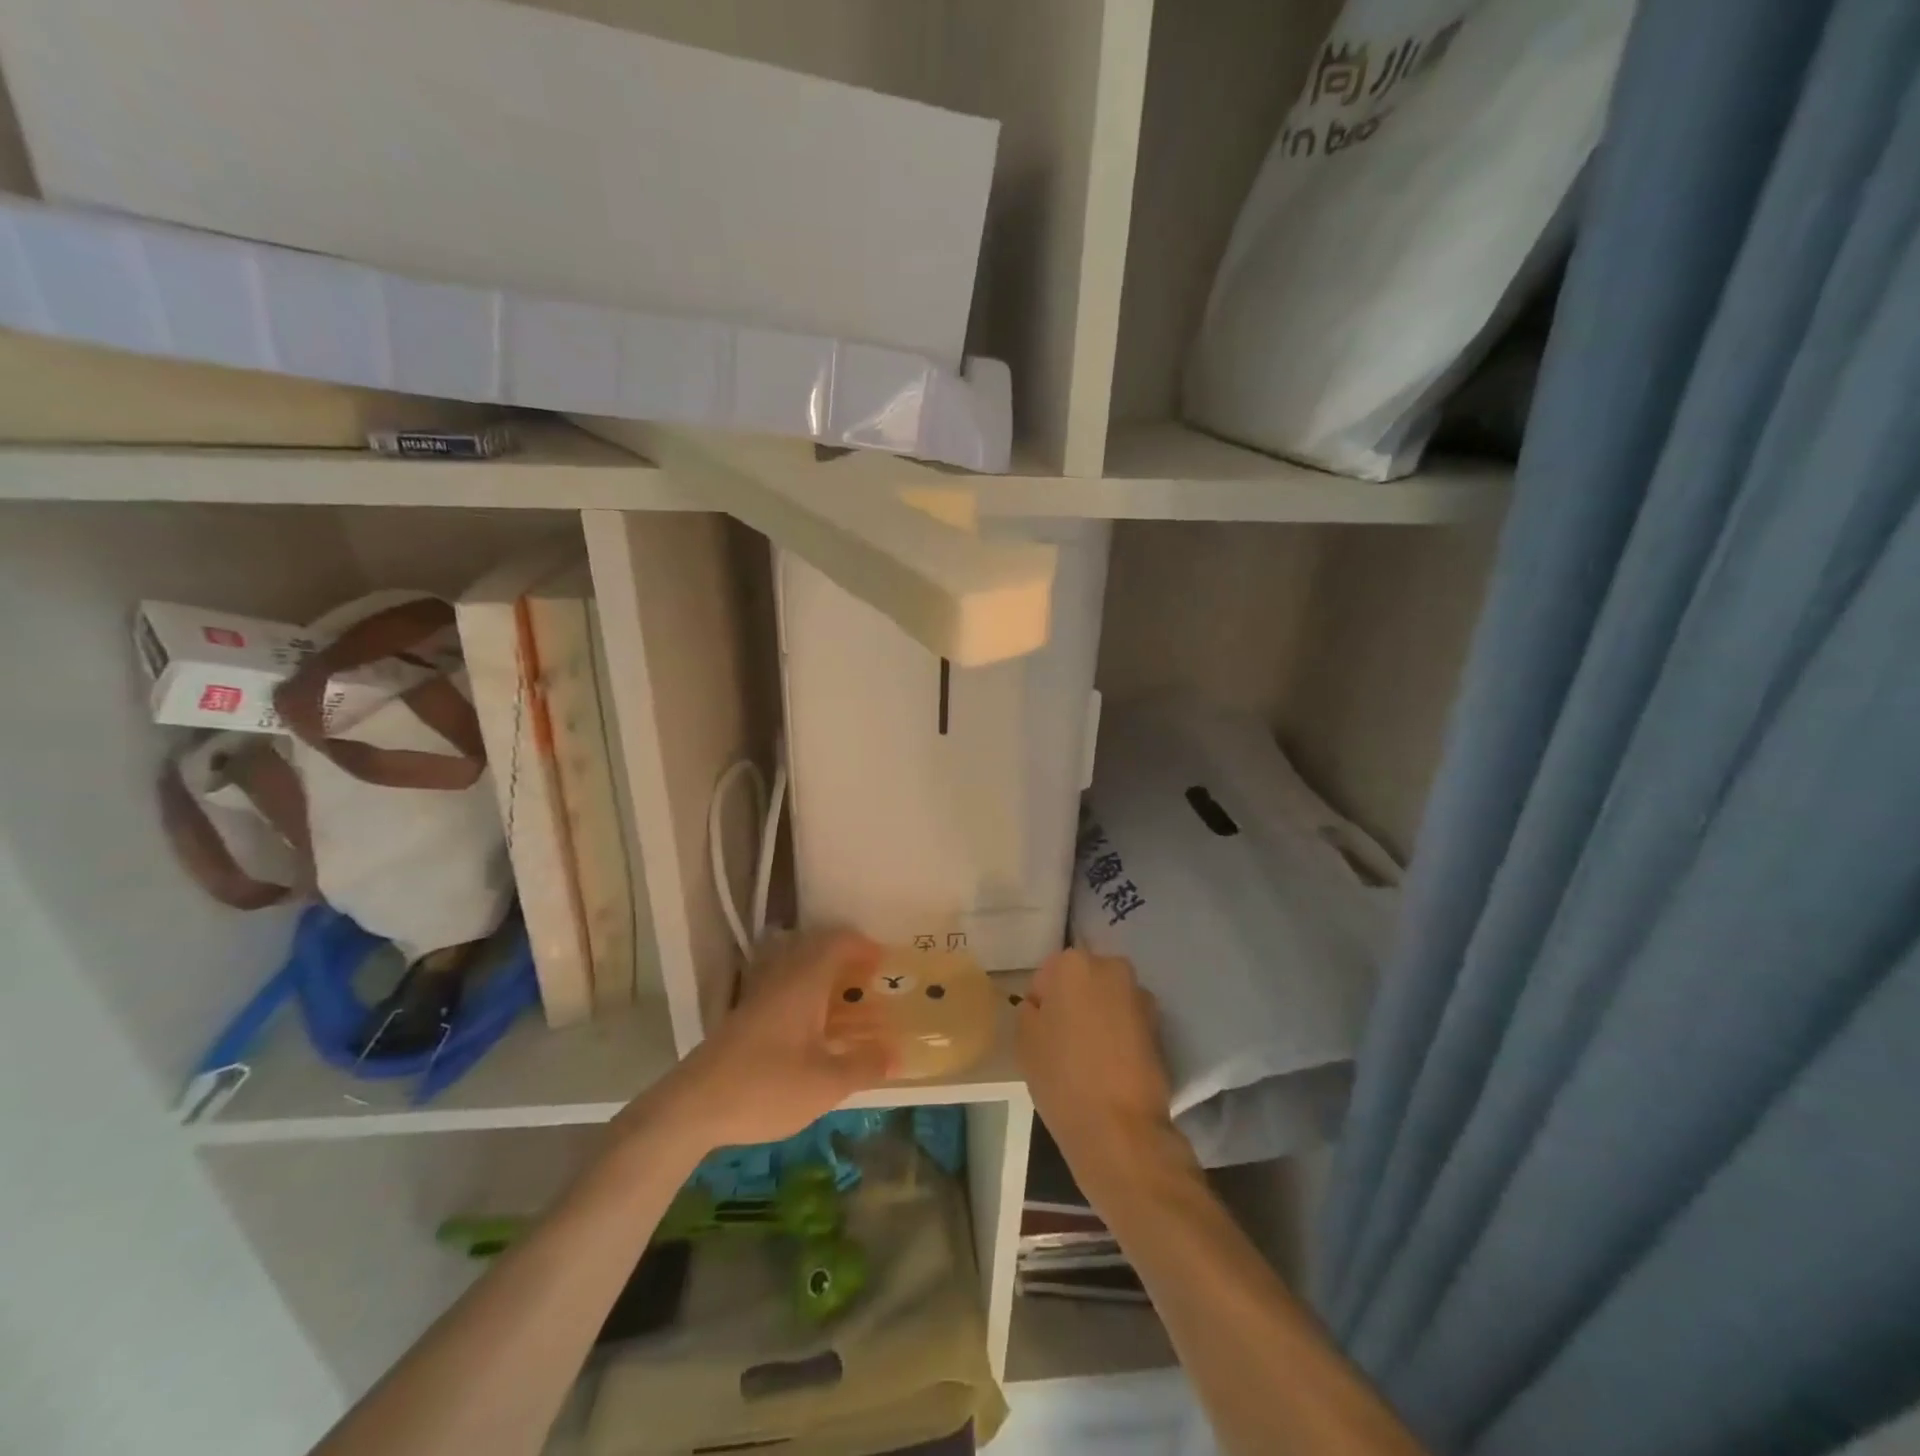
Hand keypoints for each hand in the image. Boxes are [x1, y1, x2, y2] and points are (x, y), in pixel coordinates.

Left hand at [645, 930, 895, 1152]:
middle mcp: (781, 977)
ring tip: (845, 997)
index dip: (864, 946)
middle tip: (869, 978)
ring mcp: (759, 994)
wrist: (693, 1107)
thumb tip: (898, 1054)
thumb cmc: (766, 1088)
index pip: (837, 941)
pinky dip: (805, 991)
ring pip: (796, 964)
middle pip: (816, 947)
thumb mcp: (825, 1084)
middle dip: (846, 956)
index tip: (886, 963)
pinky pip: (783, 984)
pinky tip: (813, 1024)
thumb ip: (864, 1066)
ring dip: (823, 972)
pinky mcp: (744, 1014)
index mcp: (804, 982)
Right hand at [1017, 949, 1186, 1194]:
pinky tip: (1110, 1067)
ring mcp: (1141, 997)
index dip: (1042, 1003)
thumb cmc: (1062, 1077)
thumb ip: (1030, 1010)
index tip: (1041, 1033)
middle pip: (1083, 980)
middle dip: (1074, 1002)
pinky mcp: (1160, 1027)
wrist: (1120, 1129)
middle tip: (1062, 1042)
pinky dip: (1119, 1035)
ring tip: (1089, 1057)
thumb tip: (1044, 1006)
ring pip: (1108, 1000)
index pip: (1047, 975)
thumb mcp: (1024, 1040)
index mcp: (1074, 964)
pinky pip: (1127, 1022)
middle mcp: (1112, 968)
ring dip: (1098, 1017)